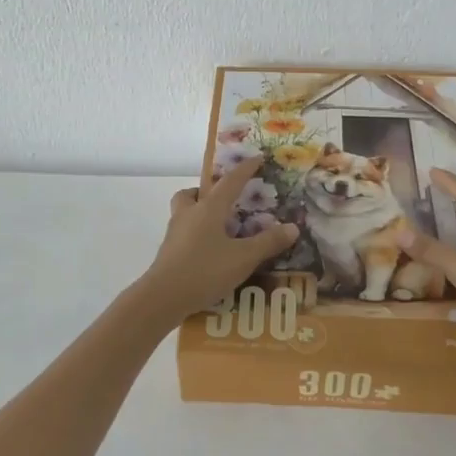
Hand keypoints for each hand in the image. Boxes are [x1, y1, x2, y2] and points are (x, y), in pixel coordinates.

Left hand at [134, 157, 299, 322]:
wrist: (162, 297)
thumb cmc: (205, 270)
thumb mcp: (244, 258)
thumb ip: (268, 242)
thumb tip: (293, 227)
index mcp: (209, 208)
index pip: (230, 182)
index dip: (245, 169)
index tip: (257, 158)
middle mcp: (189, 213)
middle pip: (194, 193)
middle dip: (208, 191)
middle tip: (224, 200)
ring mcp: (175, 232)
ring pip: (184, 211)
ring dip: (198, 211)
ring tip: (218, 227)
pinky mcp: (168, 251)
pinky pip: (183, 233)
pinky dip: (196, 234)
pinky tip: (208, 251)